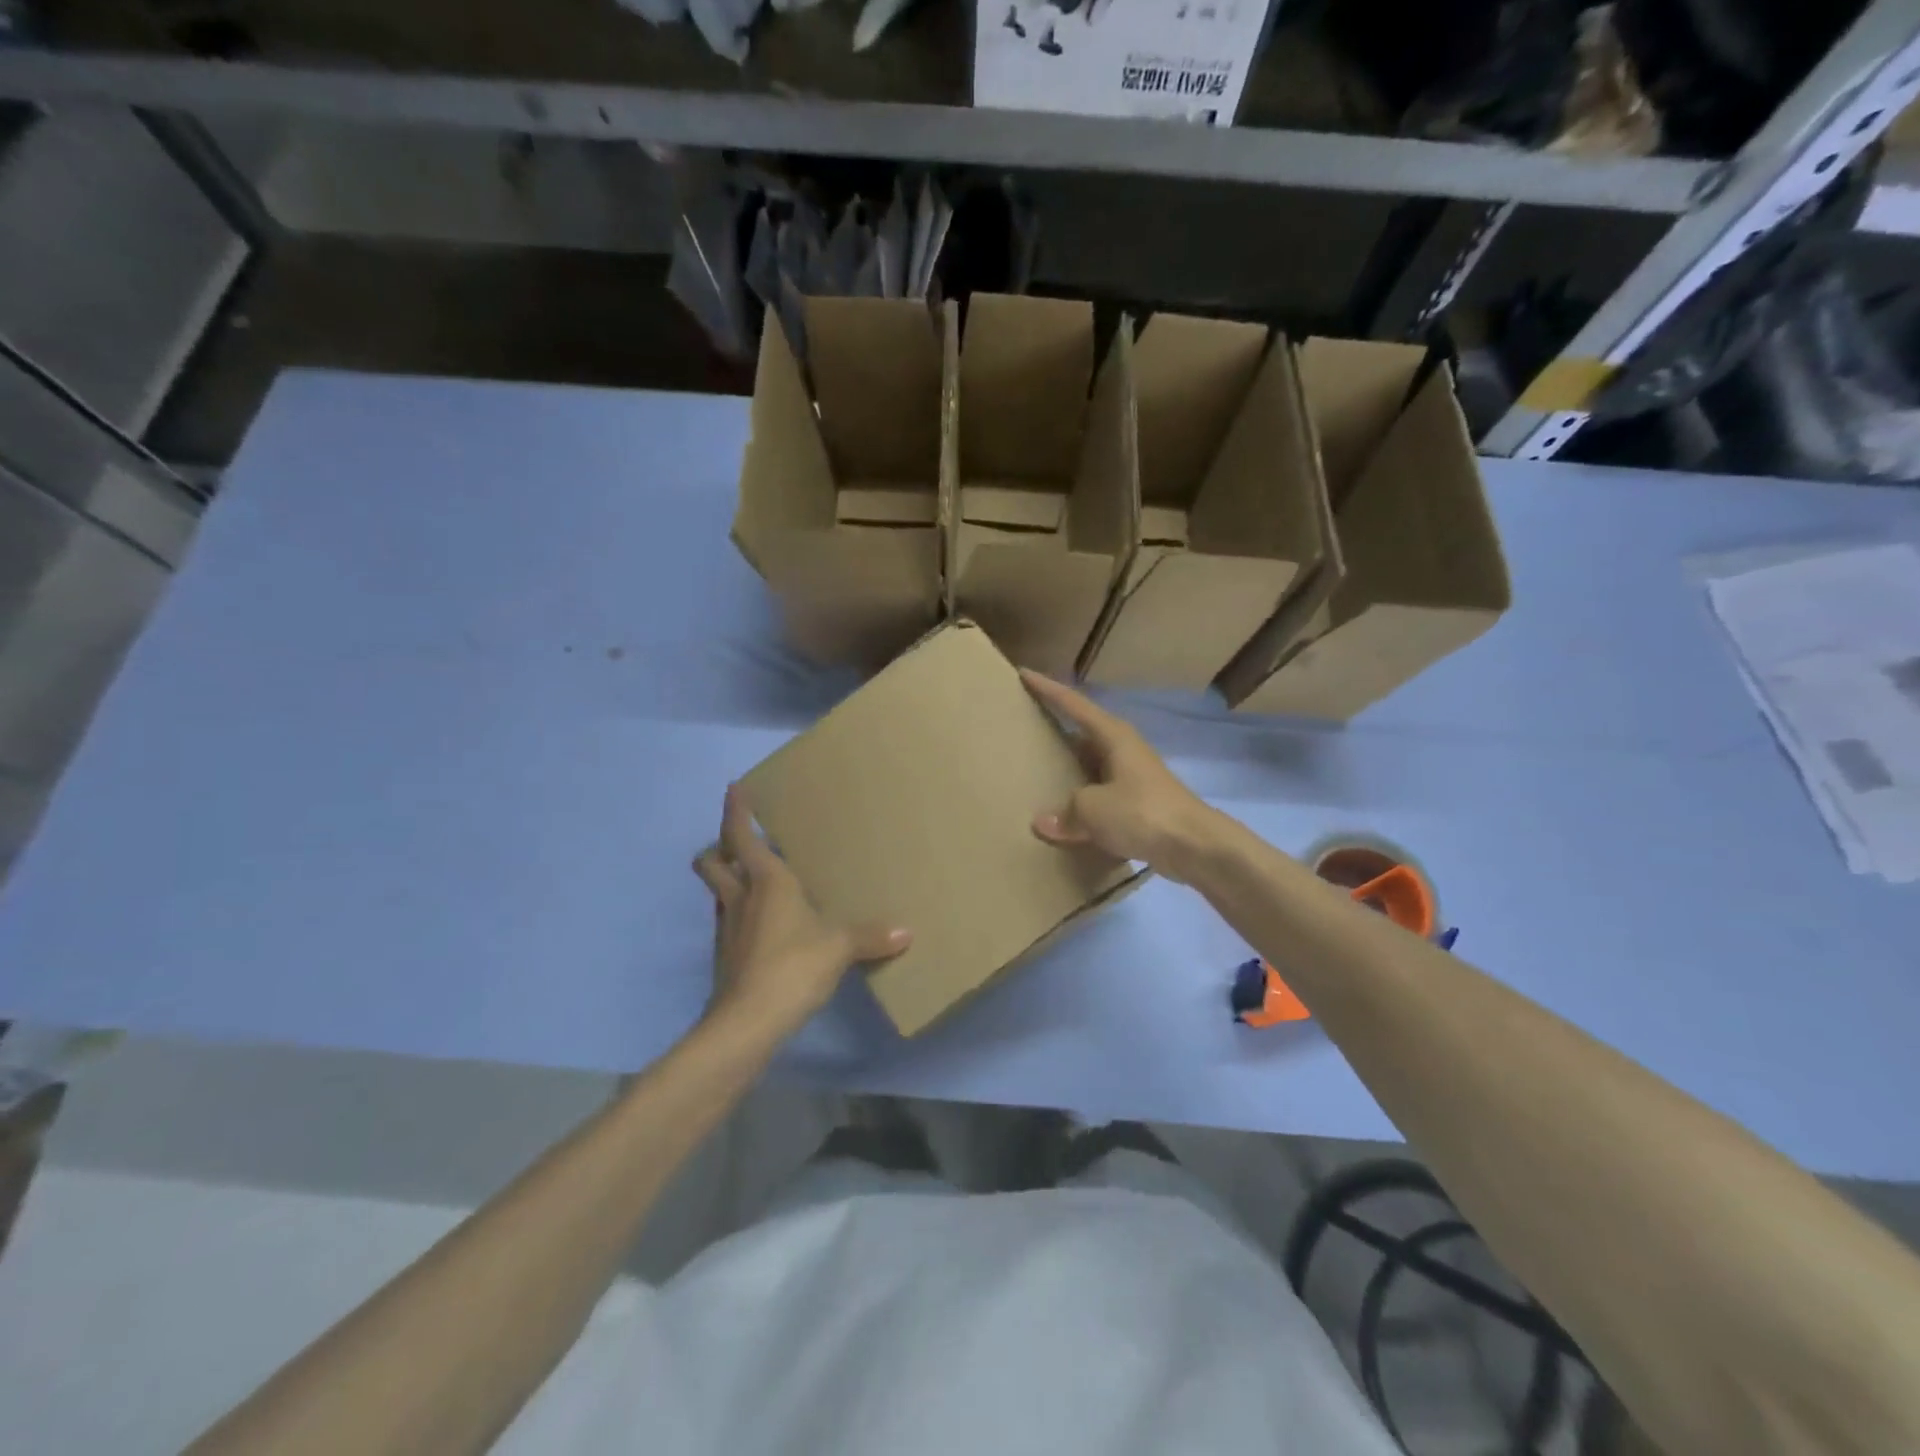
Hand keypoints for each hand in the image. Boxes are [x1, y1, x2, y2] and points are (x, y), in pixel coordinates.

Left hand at [692, 785, 910, 1039]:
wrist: (747, 1022)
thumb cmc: (792, 966)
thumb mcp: (839, 947)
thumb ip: (871, 936)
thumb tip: (907, 932)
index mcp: (766, 882)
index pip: (740, 836)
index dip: (735, 810)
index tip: (734, 788)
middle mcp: (740, 898)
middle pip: (713, 862)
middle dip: (719, 847)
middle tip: (738, 843)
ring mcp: (727, 929)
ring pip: (717, 893)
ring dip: (727, 881)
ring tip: (752, 881)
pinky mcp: (726, 957)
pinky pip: (727, 922)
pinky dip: (739, 915)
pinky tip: (761, 927)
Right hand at [1020, 669, 1227, 883]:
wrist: (1194, 846)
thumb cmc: (1142, 812)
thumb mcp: (1093, 808)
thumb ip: (1065, 810)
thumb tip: (1042, 821)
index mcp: (1113, 736)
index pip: (1073, 704)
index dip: (1047, 689)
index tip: (1024, 675)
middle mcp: (1124, 749)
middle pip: (1083, 731)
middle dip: (1057, 727)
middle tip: (1025, 723)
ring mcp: (1132, 776)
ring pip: (1091, 764)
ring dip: (1069, 767)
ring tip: (1037, 770)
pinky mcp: (1138, 803)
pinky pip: (1099, 793)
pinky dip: (1081, 799)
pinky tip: (1064, 811)